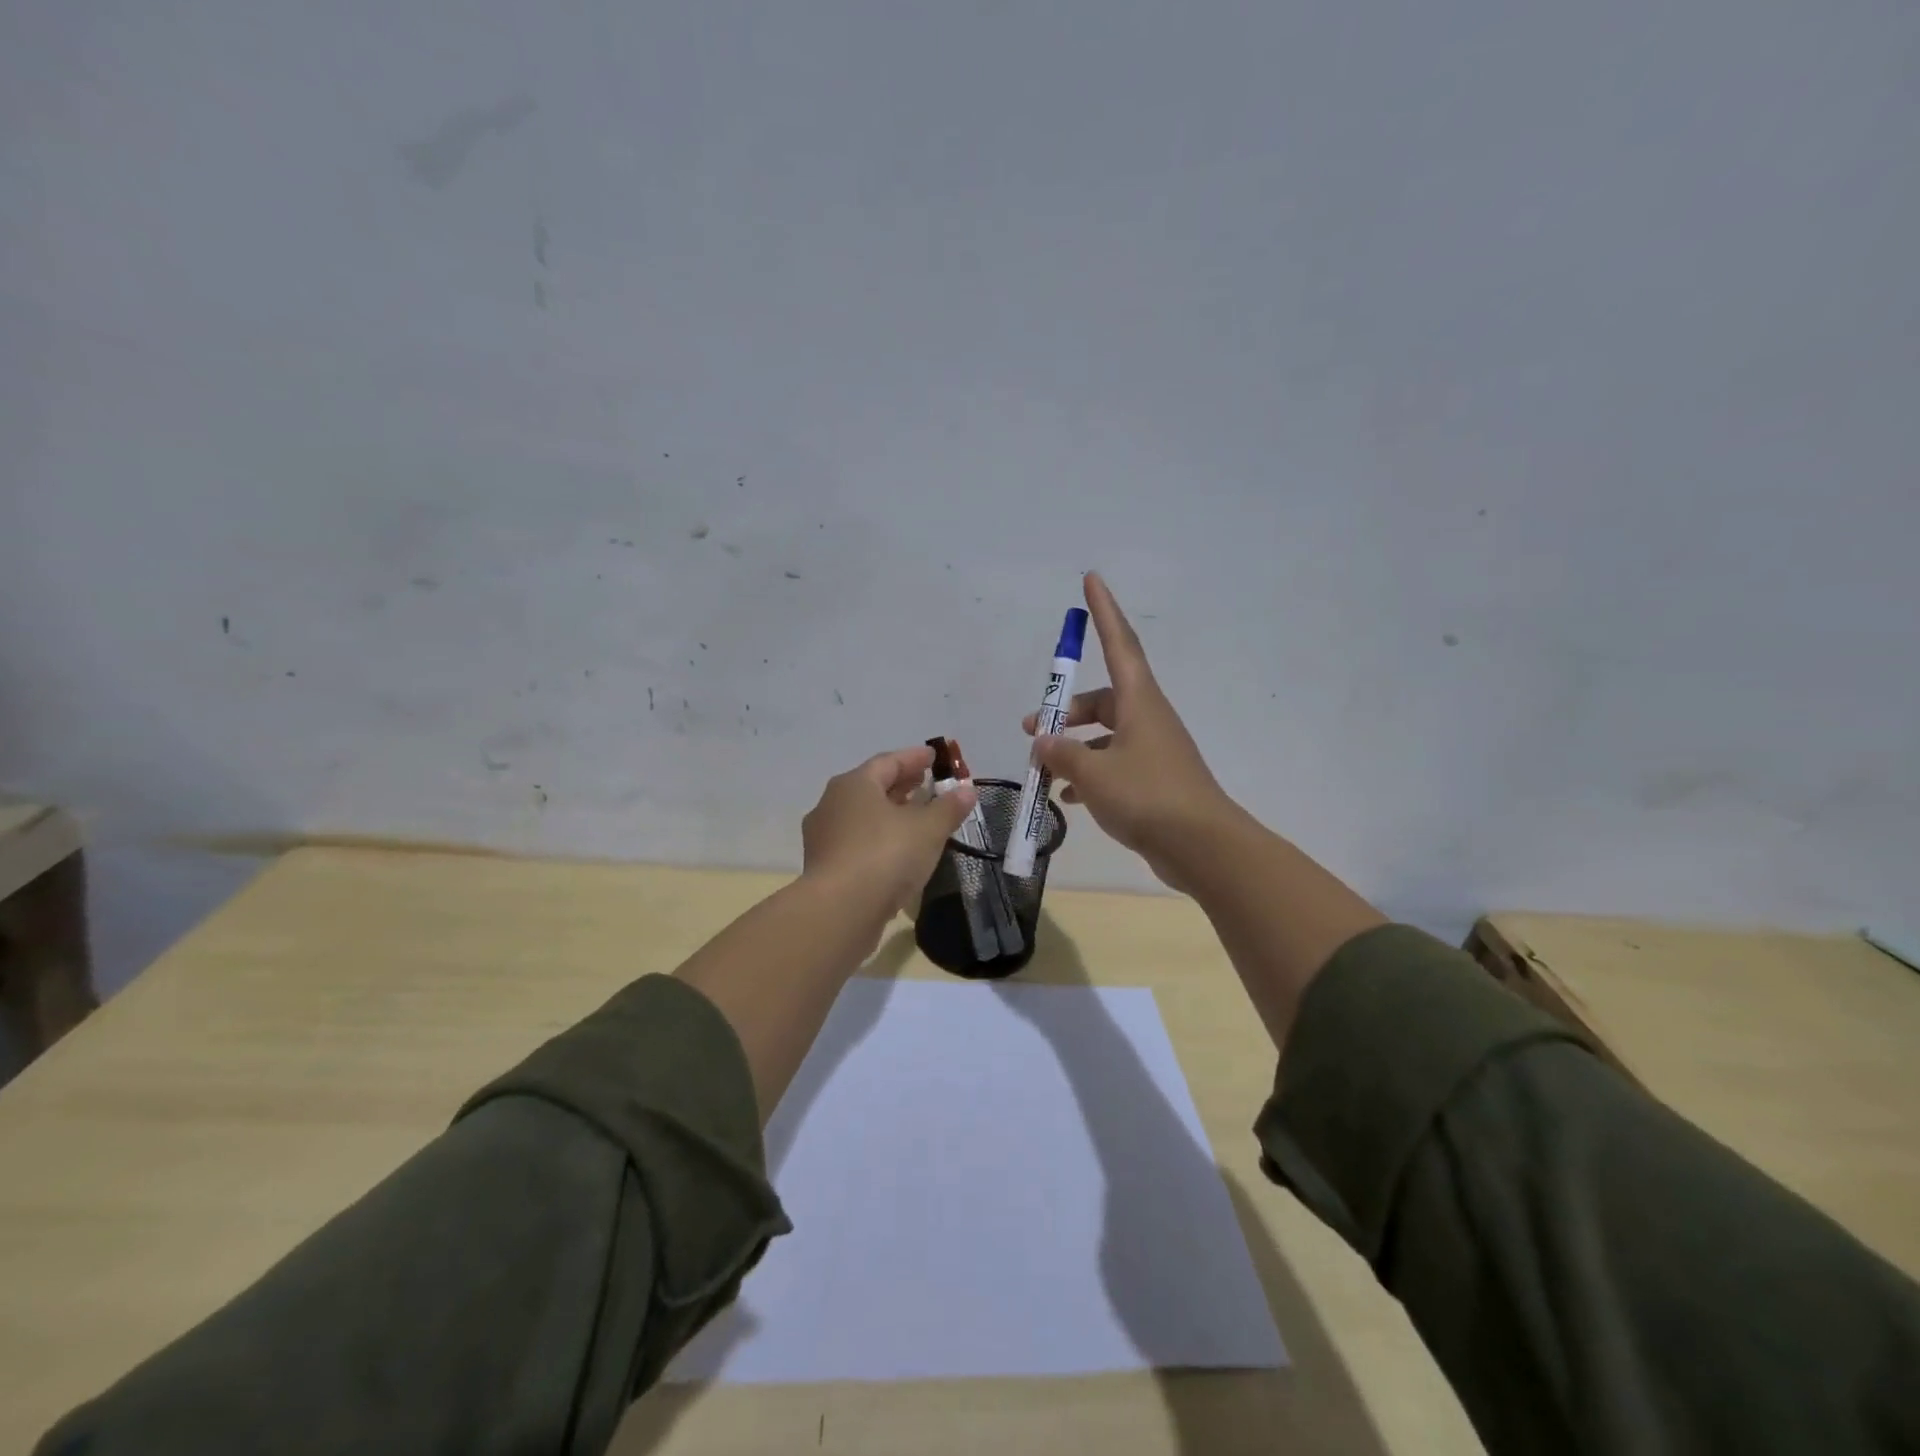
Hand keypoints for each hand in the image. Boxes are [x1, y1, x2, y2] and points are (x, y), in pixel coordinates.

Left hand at [802, 745, 976, 922]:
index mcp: (854, 784)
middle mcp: (832, 804)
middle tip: (926, 784)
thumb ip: (948, 808)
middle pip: (872, 787)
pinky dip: (879, 838)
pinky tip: (897, 851)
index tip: (934, 757)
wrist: (839, 911)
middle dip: (901, 784)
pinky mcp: (824, 867)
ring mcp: (824, 837)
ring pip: (862, 816)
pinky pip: (857, 842)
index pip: (888, 761)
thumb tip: (966, 790)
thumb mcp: (928, 830)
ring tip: (916, 818)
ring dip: (889, 813)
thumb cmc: (885, 856)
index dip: (914, 758)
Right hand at [1023, 573, 1237, 891]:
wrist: (1202, 847)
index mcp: (1139, 702)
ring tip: (1043, 770)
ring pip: (1105, 736)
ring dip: (1074, 748)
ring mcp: (1153, 751)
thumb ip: (1062, 755)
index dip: (1104, 611)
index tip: (1091, 579)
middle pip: (1102, 699)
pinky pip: (1114, 766)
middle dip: (1066, 711)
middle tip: (1033, 728)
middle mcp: (1147, 719)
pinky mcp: (1154, 781)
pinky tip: (1068, 798)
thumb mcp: (1094, 773)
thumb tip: (1043, 743)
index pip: (1119, 643)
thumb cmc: (1148, 797)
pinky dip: (1089, 775)